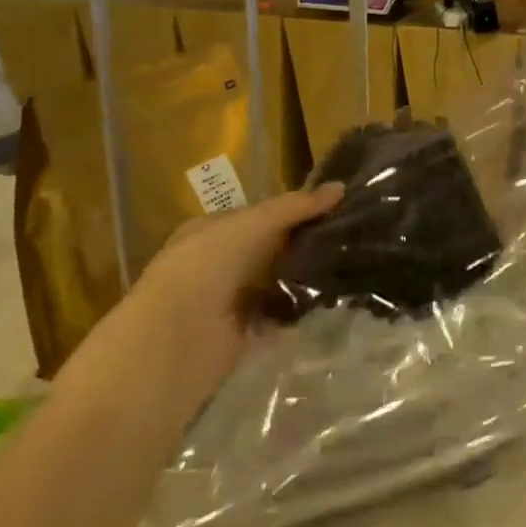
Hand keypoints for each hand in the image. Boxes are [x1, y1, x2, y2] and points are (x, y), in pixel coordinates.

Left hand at [132, 183, 344, 367]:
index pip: (261, 215)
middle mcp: (218, 263)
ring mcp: (229, 300)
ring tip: (350, 267)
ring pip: (277, 282)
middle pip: (271, 249)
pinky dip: (299, 313)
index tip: (336, 208)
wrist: (175, 339)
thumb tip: (341, 187)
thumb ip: (296, 206)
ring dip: (305, 278)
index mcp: (211, 230)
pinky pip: (279, 317)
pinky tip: (330, 303)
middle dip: (305, 244)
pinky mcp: (242, 334)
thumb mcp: (253, 224)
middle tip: (351, 236)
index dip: (295, 210)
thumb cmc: (207, 265)